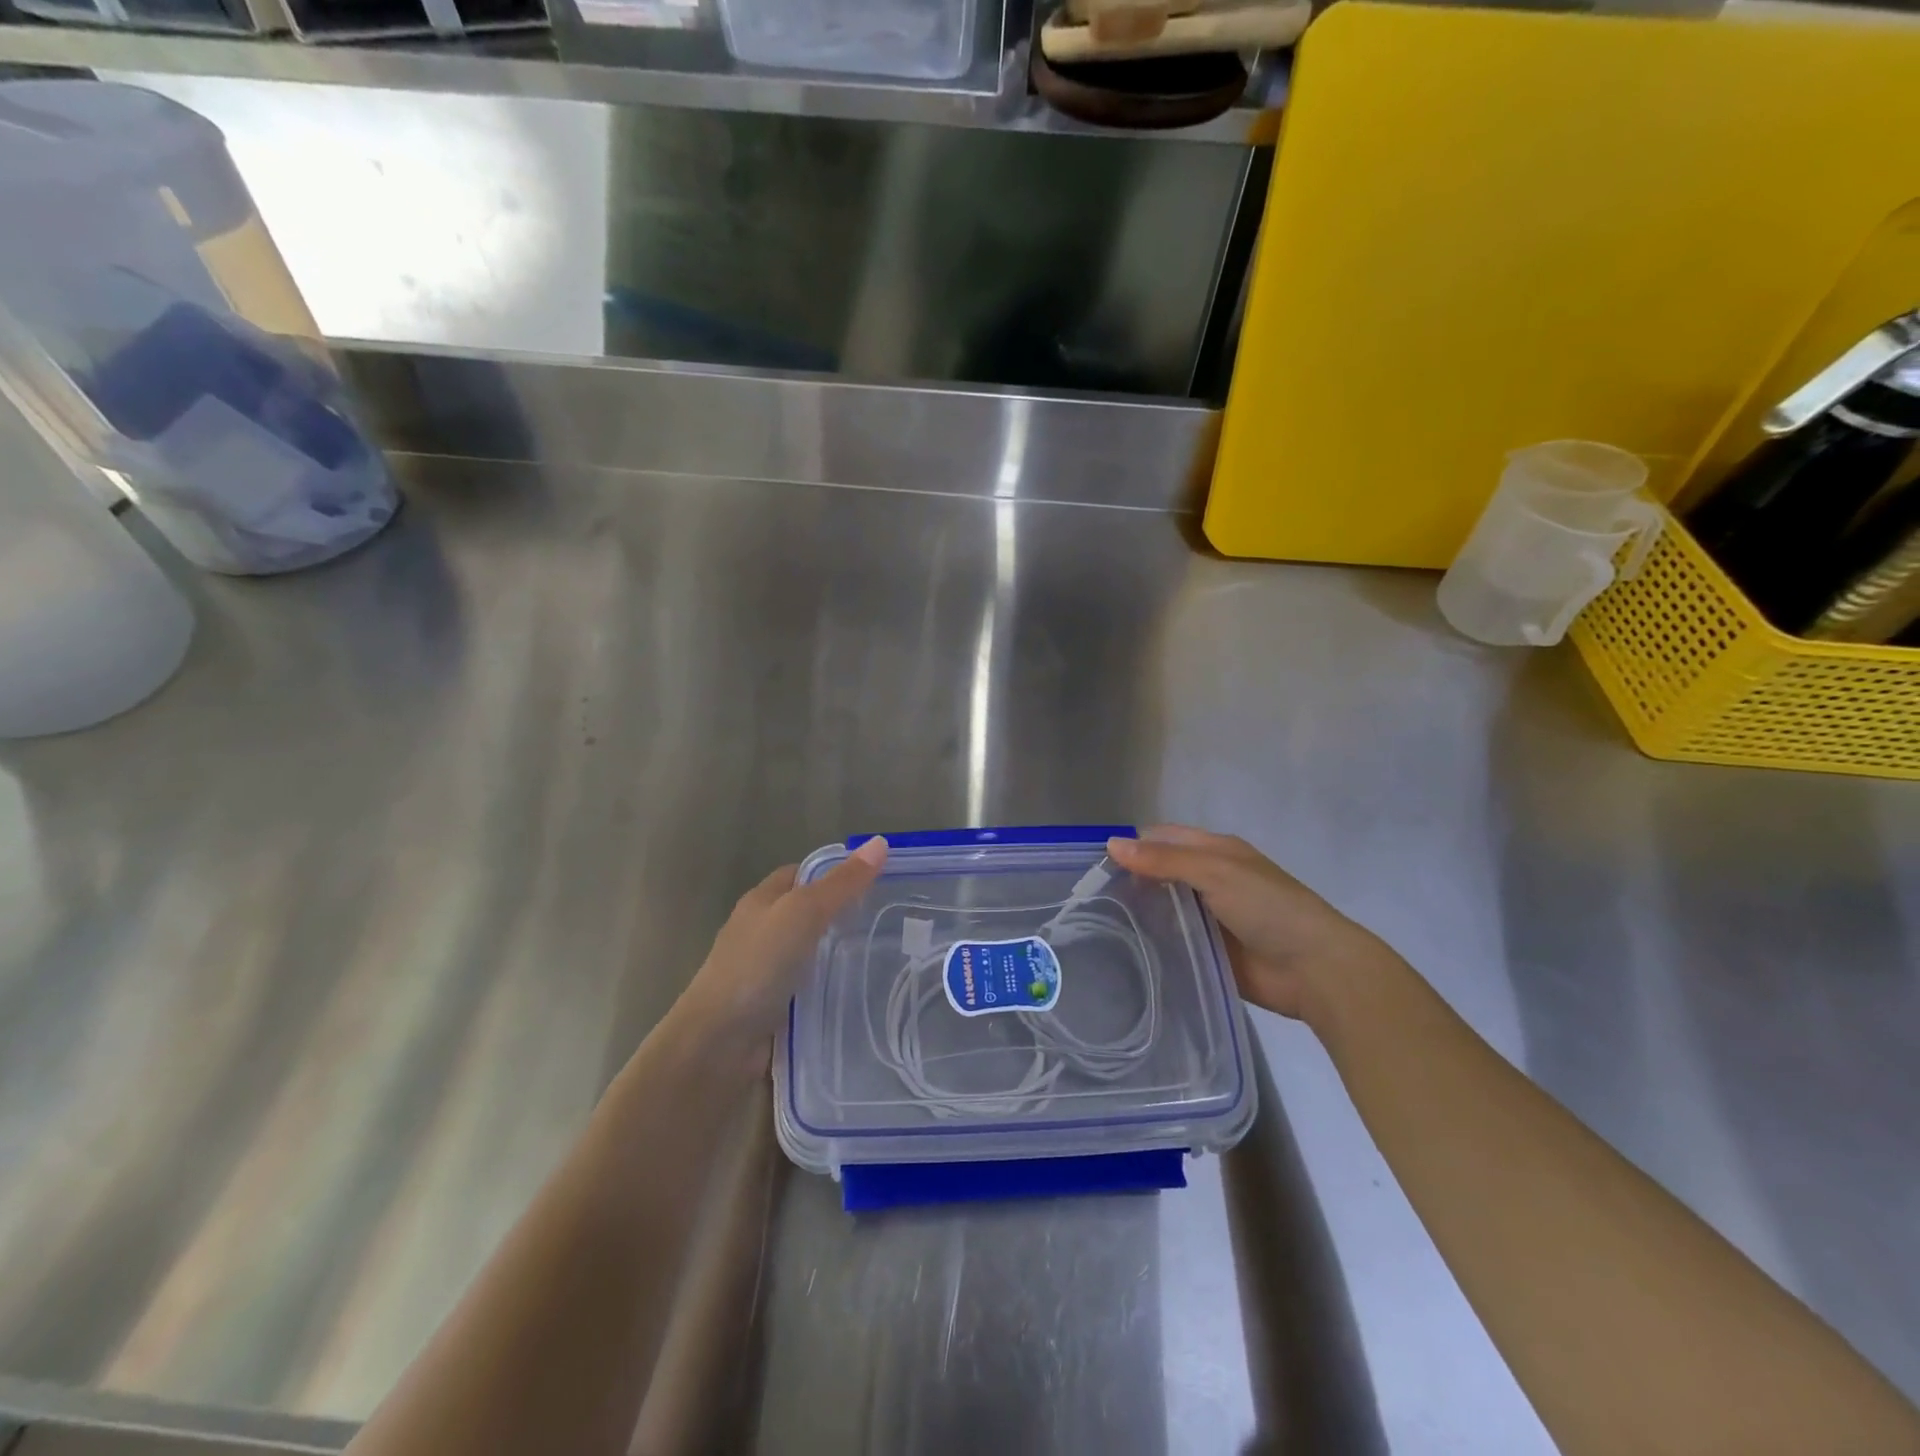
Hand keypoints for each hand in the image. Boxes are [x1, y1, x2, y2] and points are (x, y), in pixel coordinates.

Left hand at [669, 836, 888, 1073]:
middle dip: (846, 915)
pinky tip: (861, 994)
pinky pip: (811, 989)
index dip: (839, 873)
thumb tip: (880, 842)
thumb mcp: (803, 913)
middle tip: (891, 921)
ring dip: (842, 956)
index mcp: (763, 900)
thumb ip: (841, 883)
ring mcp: (767, 972)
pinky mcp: (774, 1008)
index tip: (879, 882)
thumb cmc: (757, 966)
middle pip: (810, 913)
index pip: (805, 874)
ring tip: (888, 957)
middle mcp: (763, 931)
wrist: (718, 1044)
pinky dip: (833, 990)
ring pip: (813, 953)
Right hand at [1107, 826, 1398, 1023]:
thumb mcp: (1216, 872)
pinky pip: (1172, 941)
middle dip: (1129, 880)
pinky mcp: (1207, 951)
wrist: (1314, 969)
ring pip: (1163, 908)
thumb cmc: (1268, 907)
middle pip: (1160, 873)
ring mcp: (1208, 917)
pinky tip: (1122, 948)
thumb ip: (1164, 860)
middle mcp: (1209, 880)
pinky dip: (1151, 940)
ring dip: (1138, 912)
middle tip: (1086, 897)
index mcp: (1215, 852)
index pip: (1162, 839)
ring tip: (1095, 923)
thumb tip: (1111, 844)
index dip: (1130, 845)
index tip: (1092, 862)